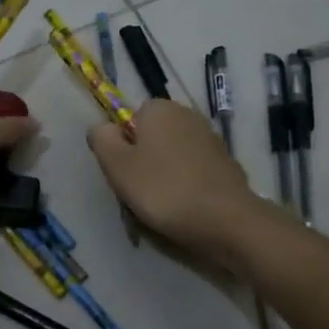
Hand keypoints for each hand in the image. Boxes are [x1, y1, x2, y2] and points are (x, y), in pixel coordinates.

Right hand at [87, 99, 266, 257]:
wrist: (224, 220)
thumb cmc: (162, 189)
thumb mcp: (117, 165)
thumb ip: (102, 139)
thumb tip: (102, 128)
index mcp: (160, 109)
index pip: (131, 118)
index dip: (123, 145)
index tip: (124, 172)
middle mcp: (188, 115)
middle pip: (153, 137)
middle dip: (144, 161)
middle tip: (139, 191)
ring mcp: (211, 139)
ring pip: (173, 156)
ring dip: (165, 175)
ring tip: (162, 205)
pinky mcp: (226, 164)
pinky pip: (194, 172)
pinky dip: (186, 185)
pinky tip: (186, 208)